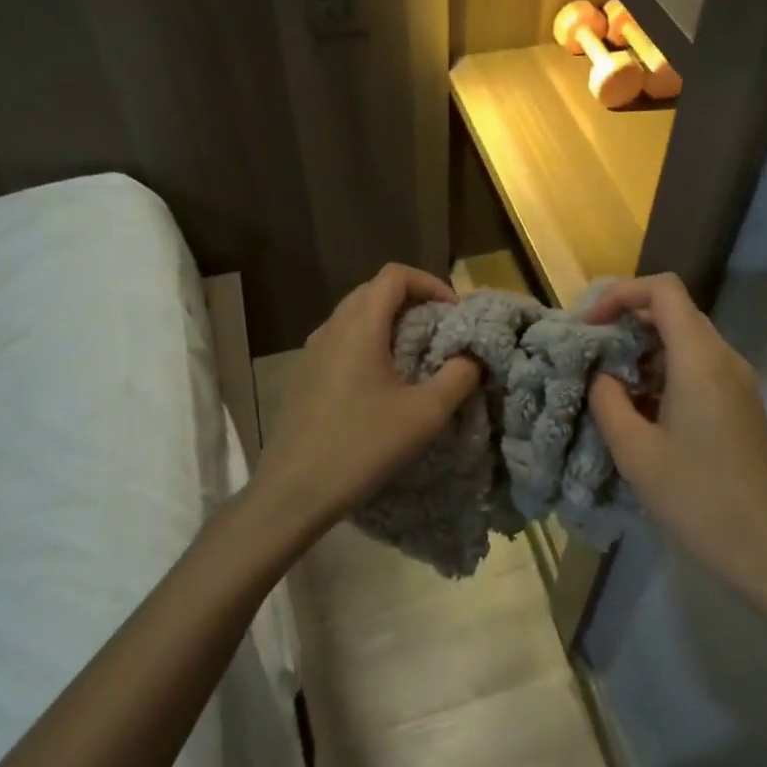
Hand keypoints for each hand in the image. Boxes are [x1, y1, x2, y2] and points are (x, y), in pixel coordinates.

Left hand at [252, 264, 481, 537]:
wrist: (294, 491)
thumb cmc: (363, 446)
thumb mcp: (425, 414)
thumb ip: (458, 377)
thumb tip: (472, 356)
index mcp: (360, 326)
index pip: (395, 275)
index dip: (430, 283)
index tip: (454, 314)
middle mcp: (331, 328)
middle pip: (374, 291)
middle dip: (413, 302)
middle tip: (441, 332)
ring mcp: (312, 351)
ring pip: (356, 316)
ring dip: (390, 324)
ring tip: (416, 357)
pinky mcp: (303, 375)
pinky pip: (341, 341)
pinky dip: (369, 344)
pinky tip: (382, 384)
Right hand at [586, 274, 766, 613]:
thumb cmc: (696, 498)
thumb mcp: (635, 451)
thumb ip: (608, 400)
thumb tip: (602, 375)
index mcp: (700, 360)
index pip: (663, 290)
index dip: (621, 294)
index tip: (590, 326)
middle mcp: (725, 359)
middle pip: (674, 312)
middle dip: (628, 324)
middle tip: (592, 356)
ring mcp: (739, 382)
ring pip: (686, 341)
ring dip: (645, 352)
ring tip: (612, 388)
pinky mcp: (742, 405)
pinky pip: (699, 368)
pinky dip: (665, 373)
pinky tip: (644, 411)